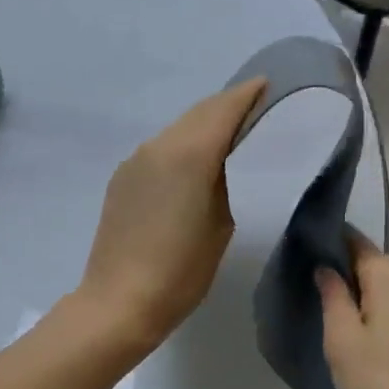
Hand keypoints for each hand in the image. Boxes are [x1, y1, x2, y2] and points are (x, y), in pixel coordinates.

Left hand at [77, 77, 266, 352]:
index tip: (268, 86)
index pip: (224, 109)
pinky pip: (159, 150)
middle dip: (227, 107)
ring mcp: (135, 161)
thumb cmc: (181, 272)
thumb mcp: (221, 224)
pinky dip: (182, 146)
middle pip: (199, 113)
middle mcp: (158, 146)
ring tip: (229, 136)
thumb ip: (225, 182)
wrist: (119, 301)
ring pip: (177, 130)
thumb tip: (222, 163)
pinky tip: (193, 164)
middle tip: (255, 110)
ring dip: (203, 126)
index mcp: (189, 155)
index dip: (248, 95)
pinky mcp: (122, 179)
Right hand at [317, 235, 388, 388]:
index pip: (353, 240)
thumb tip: (325, 267)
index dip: (326, 242)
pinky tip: (352, 331)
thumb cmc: (379, 381)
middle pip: (368, 262)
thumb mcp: (341, 337)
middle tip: (303, 287)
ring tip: (322, 310)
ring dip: (354, 293)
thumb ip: (332, 294)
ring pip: (380, 286)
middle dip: (338, 269)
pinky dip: (371, 310)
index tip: (298, 252)